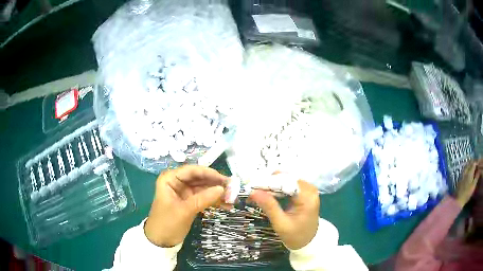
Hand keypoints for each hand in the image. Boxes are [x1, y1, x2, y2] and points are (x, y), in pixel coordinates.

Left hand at [144, 165, 228, 246]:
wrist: (160, 241)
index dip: (209, 173)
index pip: (192, 170)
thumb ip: (203, 199)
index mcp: (170, 179)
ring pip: (204, 188)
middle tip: (233, 189)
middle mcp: (177, 182)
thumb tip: (223, 189)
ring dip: (217, 193)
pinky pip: (204, 197)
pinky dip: (214, 201)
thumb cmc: (167, 223)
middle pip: (199, 178)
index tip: (225, 179)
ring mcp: (184, 192)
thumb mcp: (185, 211)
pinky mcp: (189, 202)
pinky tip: (226, 205)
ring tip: (232, 198)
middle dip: (215, 183)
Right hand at [249, 180, 319, 249]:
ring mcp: (308, 189)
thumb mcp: (281, 224)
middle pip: (286, 179)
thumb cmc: (296, 236)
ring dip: (272, 186)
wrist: (308, 242)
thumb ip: (269, 206)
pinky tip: (268, 195)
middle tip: (253, 191)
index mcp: (307, 197)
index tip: (252, 187)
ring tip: (258, 193)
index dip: (269, 182)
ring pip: (286, 180)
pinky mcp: (305, 192)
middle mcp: (310, 189)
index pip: (286, 182)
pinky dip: (278, 189)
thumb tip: (253, 192)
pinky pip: (289, 185)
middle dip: (269, 184)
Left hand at [455, 159, 482, 207]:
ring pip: (467, 165)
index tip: (479, 163)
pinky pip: (464, 169)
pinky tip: (469, 171)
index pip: (474, 163)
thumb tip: (479, 170)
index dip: (477, 162)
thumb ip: (477, 176)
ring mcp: (462, 174)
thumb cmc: (467, 194)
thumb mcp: (473, 185)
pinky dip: (467, 168)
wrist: (458, 200)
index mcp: (470, 171)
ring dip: (470, 164)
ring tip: (473, 167)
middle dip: (474, 162)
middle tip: (477, 164)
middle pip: (470, 162)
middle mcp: (466, 170)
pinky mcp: (460, 178)